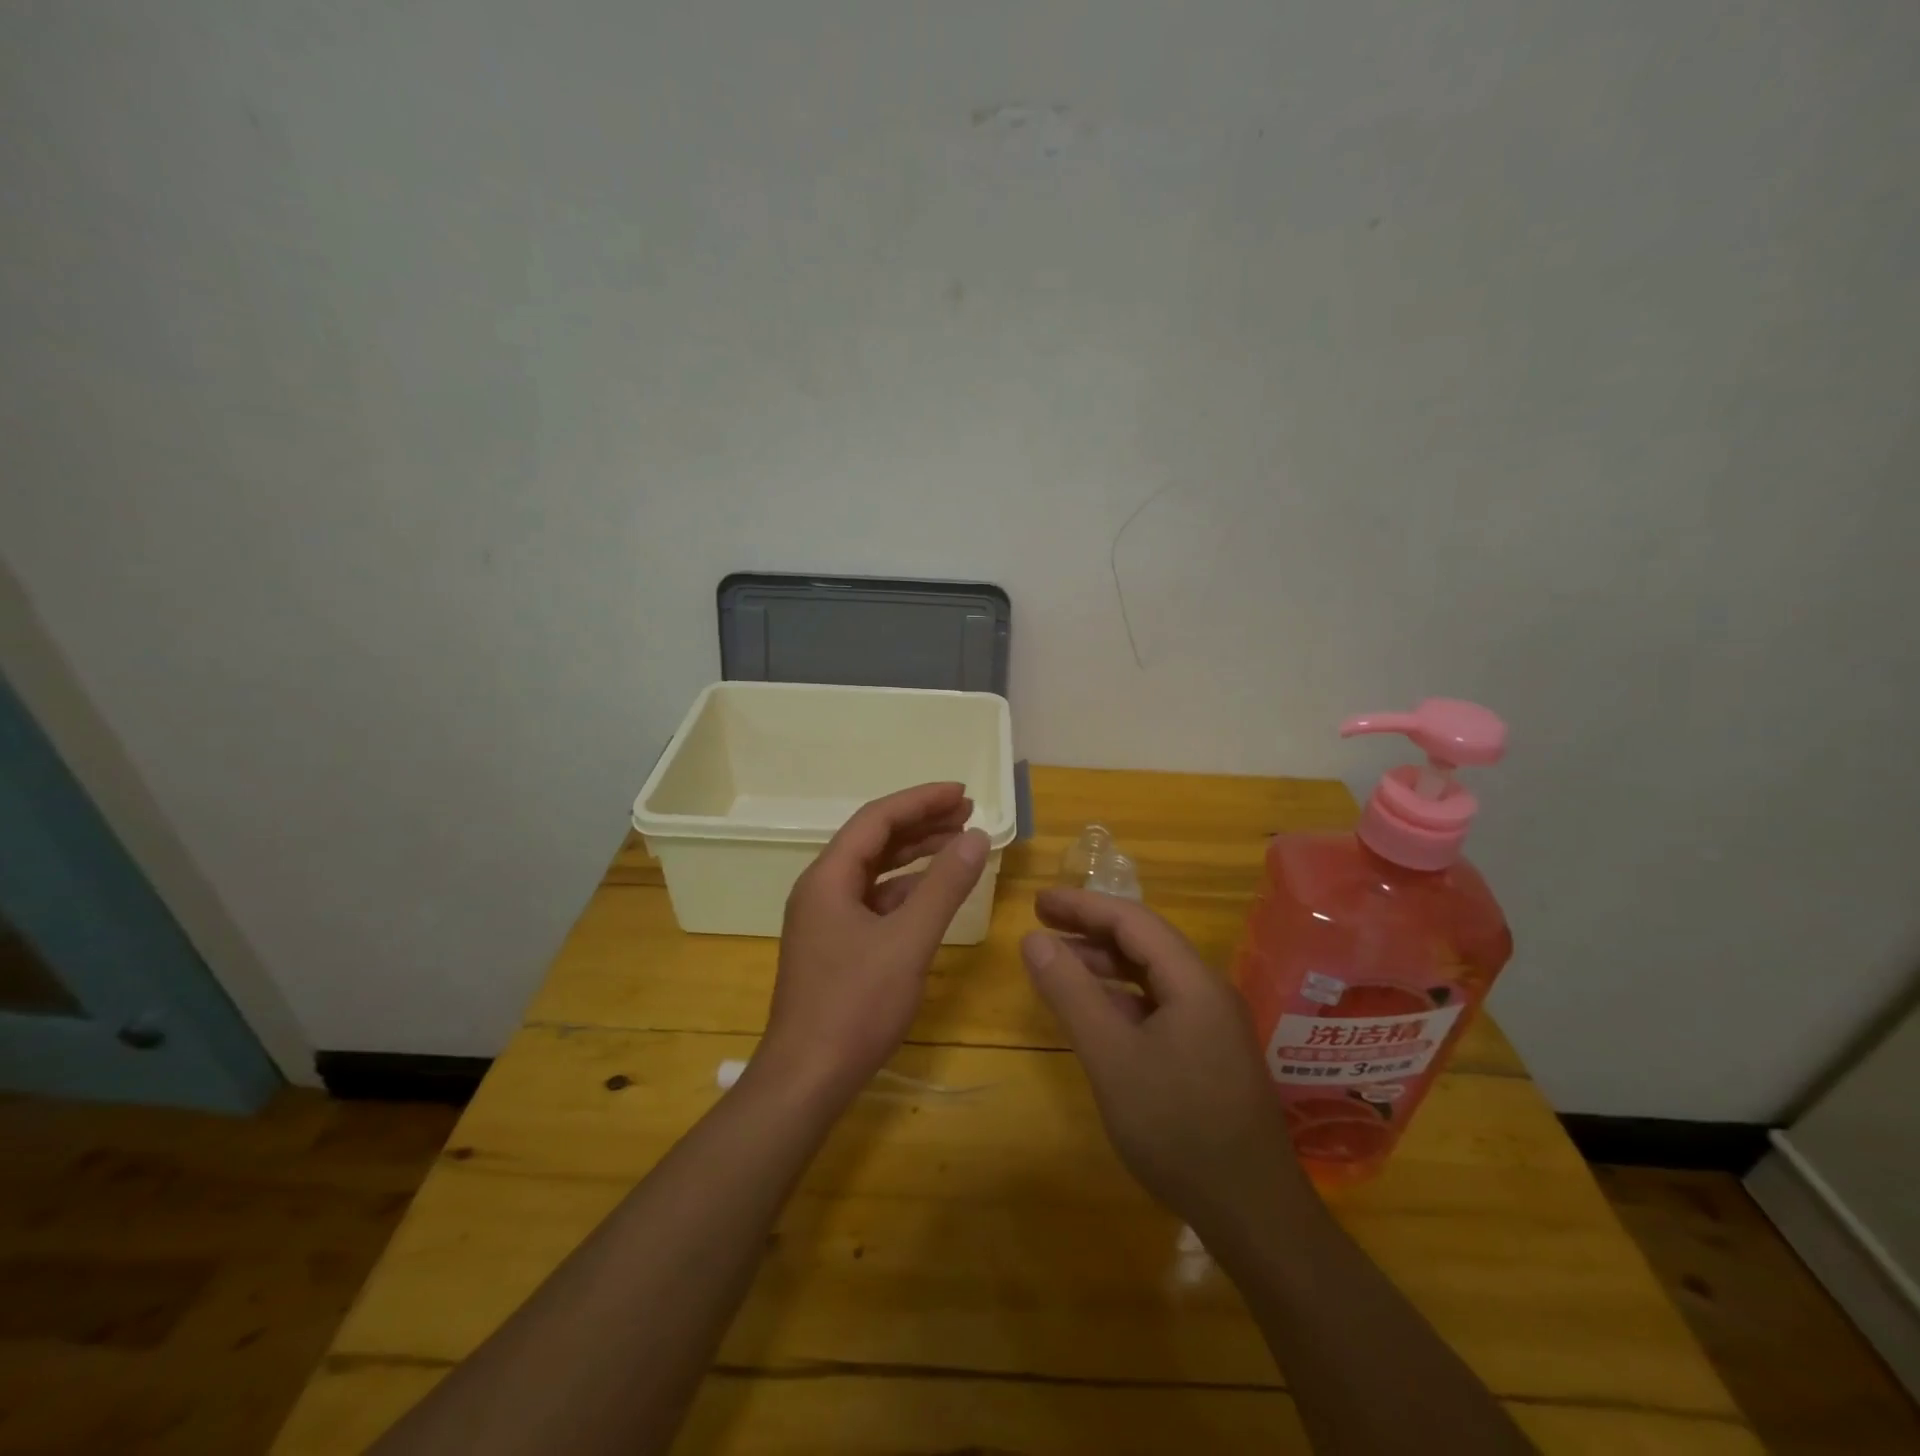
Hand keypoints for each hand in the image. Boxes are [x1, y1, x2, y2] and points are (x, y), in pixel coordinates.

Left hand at [761, 783, 989, 1100]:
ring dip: (916, 855)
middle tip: (968, 812)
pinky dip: (906, 890)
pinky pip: (875, 901)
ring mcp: (826, 919)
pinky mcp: (836, 945)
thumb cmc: (855, 1006)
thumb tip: (975, 837)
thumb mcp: (908, 942)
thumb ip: (944, 886)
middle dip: (921, 823)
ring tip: (959, 843)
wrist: (807, 1079)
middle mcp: (822, 889)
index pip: (877, 819)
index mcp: (828, 877)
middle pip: (875, 840)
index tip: (963, 792)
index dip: (921, 800)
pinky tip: (935, 893)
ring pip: (876, 871)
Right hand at [1021, 888, 1313, 1234]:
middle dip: (1091, 928)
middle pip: (1144, 942)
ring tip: (1059, 963)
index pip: (1132, 920)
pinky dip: (1121, 998)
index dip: (1082, 905)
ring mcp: (1212, 1024)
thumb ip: (1071, 993)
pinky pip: (1158, 1006)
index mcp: (1192, 981)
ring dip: (1105, 964)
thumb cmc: (1178, 1128)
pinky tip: (1096, 1013)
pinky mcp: (1209, 1053)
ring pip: (1151, 975)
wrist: (1253, 1214)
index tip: (1038, 902)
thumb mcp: (1112, 1058)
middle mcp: (1207, 991)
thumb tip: (1033, 939)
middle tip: (1042, 924)